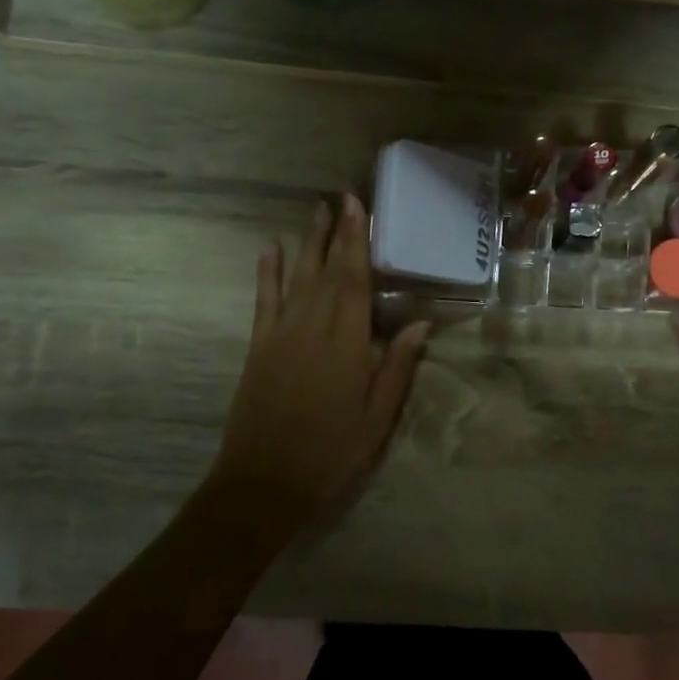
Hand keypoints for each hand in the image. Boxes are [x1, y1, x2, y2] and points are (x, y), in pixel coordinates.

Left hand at [208, 195, 429, 530]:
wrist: (265, 482)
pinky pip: (263, 302)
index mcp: (346, 345)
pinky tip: (268, 249)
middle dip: (335, 232)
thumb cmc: (331, 453)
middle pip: (326, 271)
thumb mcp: (377, 418)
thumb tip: (420, 323)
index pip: (354, 281)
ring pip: (296, 278)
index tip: (358, 207)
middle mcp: (312, 328)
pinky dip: (266, 274)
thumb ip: (397, 367)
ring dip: (307, 243)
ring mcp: (280, 335)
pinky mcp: (258, 348)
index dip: (357, 241)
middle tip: (341, 197)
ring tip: (315, 211)